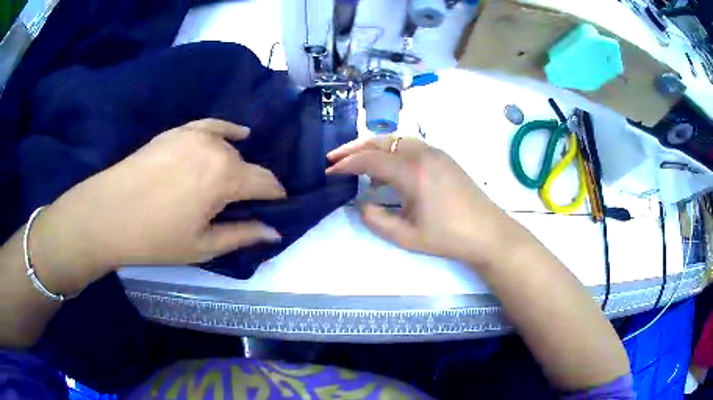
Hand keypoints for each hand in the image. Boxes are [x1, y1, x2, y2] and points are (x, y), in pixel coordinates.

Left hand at [30, 119, 285, 293]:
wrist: (109, 213)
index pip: (266, 182)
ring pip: (229, 147)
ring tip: (226, 184)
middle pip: (246, 165)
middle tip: (240, 207)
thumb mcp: (203, 245)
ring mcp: (195, 134)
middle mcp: (216, 147)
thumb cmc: (156, 237)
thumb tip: (274, 231)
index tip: (277, 207)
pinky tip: (237, 134)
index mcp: (226, 176)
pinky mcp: (178, 131)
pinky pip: (211, 125)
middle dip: (250, 185)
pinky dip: (227, 131)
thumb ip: (242, 235)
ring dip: (235, 165)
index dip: (275, 196)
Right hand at [327, 136, 527, 268]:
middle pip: (380, 141)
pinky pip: (410, 146)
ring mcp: (435, 152)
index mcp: (412, 171)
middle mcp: (422, 153)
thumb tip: (361, 205)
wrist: (488, 232)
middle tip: (334, 157)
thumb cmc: (448, 237)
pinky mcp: (443, 157)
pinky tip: (389, 172)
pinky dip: (392, 152)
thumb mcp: (407, 236)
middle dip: (354, 148)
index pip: (370, 159)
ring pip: (396, 140)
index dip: (346, 164)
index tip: (329, 170)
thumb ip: (377, 220)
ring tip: (359, 165)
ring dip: (374, 148)